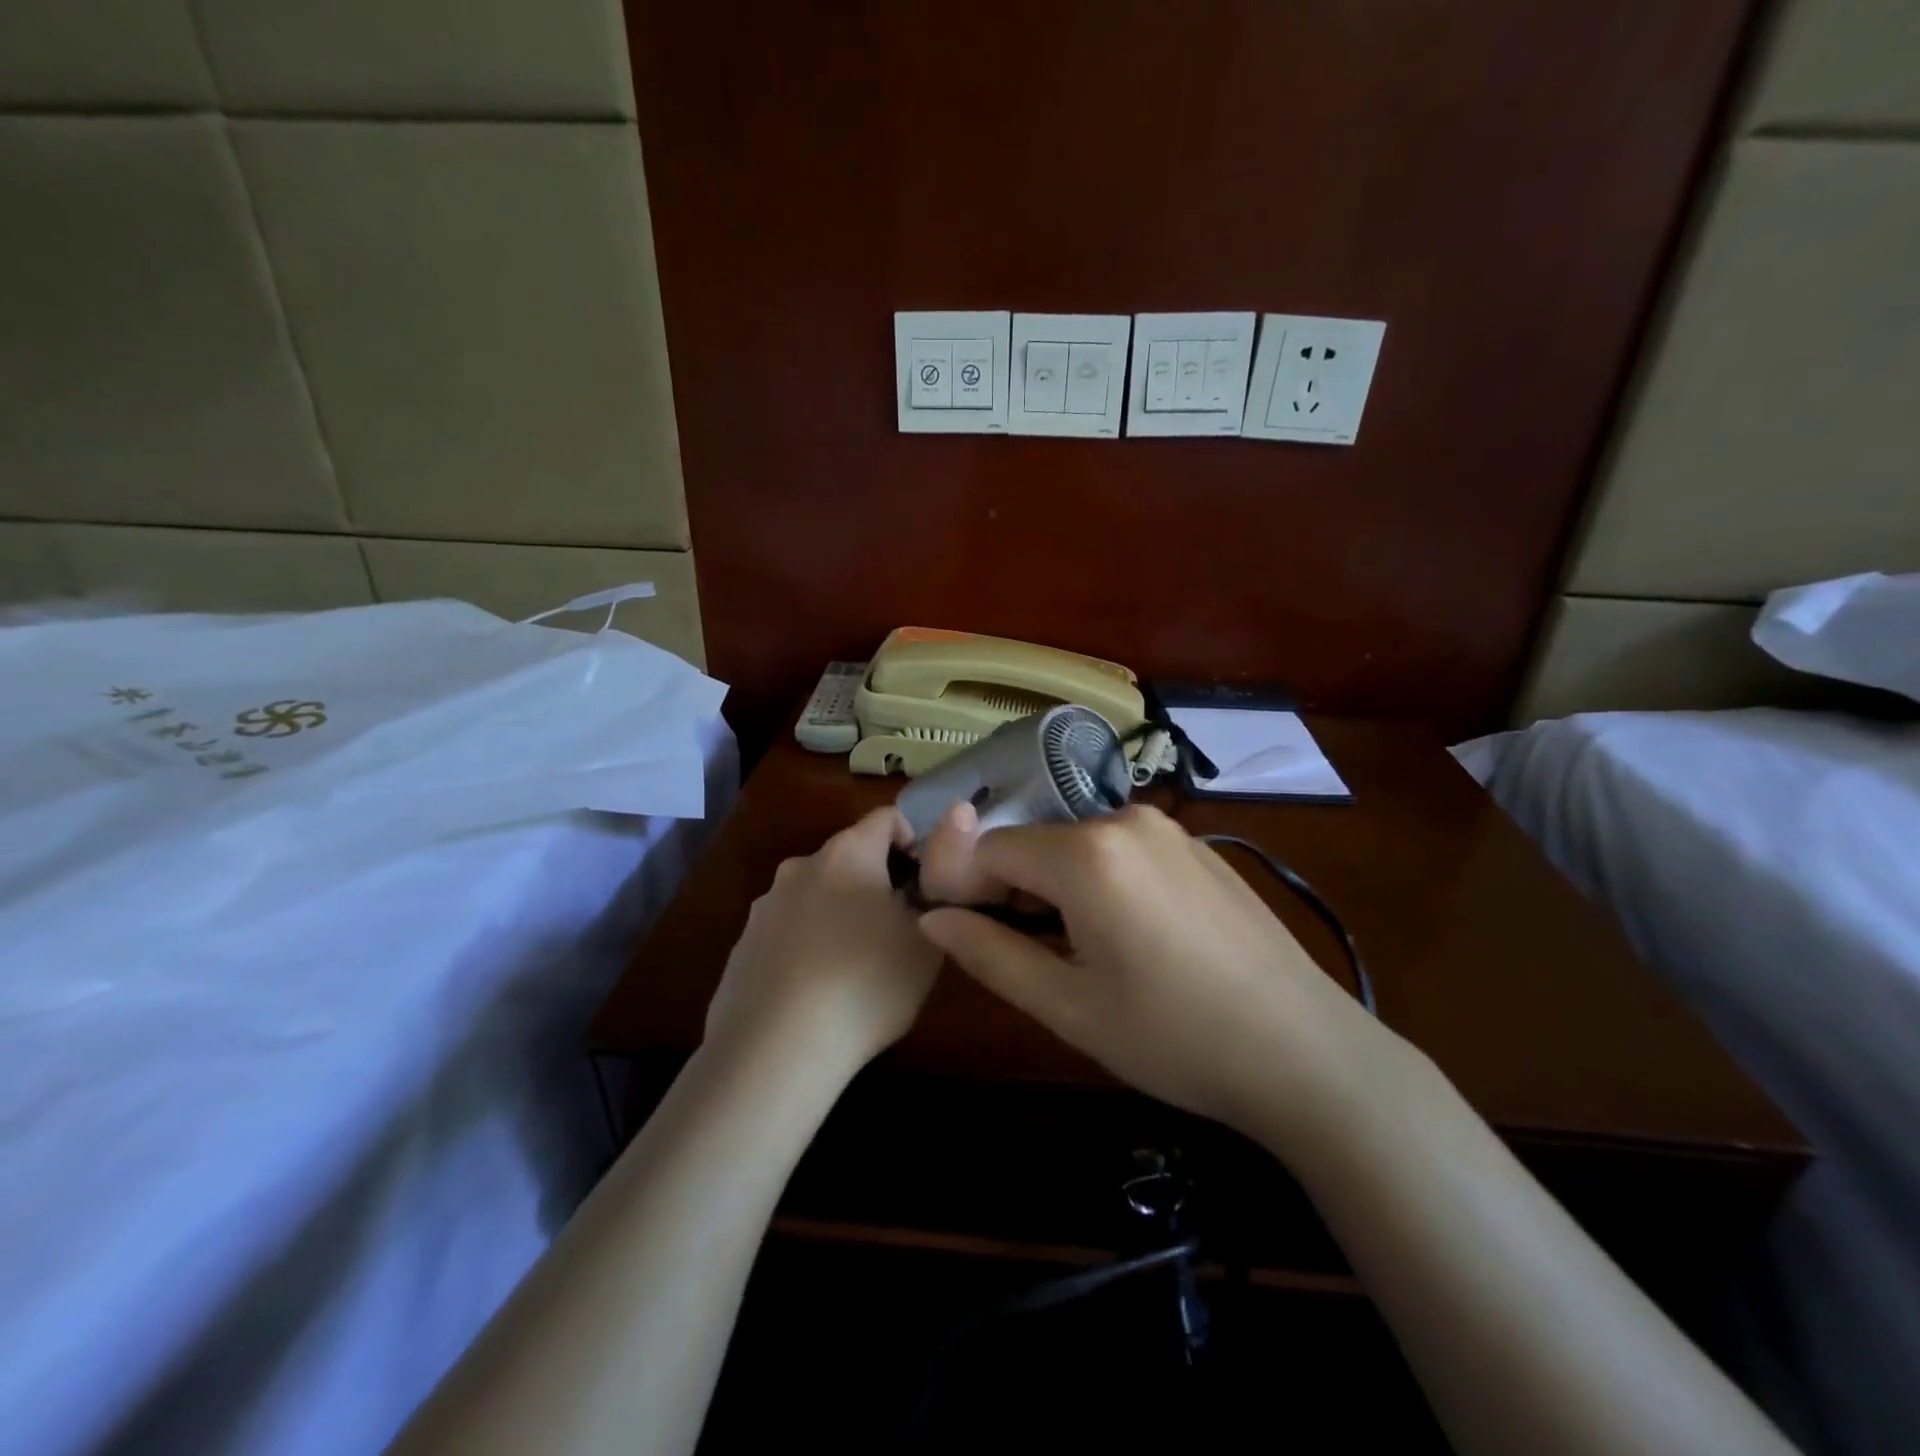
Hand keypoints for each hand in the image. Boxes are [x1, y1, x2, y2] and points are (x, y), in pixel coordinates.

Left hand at [705, 806, 942, 1074]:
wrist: (775, 1050)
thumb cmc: (865, 983)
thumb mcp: (926, 940)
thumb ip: (934, 894)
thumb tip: (925, 878)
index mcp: (848, 853)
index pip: (886, 817)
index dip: (914, 841)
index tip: (926, 885)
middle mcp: (801, 866)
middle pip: (849, 856)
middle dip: (877, 882)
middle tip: (897, 931)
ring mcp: (765, 906)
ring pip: (816, 895)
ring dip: (840, 914)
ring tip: (856, 969)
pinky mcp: (742, 946)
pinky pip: (788, 932)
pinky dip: (808, 946)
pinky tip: (817, 992)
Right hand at [915, 805, 1393, 1145]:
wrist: (1307, 1052)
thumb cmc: (1176, 1039)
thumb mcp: (1069, 1008)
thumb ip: (990, 954)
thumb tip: (932, 918)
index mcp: (1086, 854)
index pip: (989, 849)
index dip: (962, 887)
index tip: (959, 932)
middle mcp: (1124, 820)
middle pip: (1033, 843)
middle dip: (1008, 888)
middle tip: (1017, 952)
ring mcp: (1166, 828)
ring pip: (1075, 845)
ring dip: (1053, 886)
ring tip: (1073, 951)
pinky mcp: (1195, 845)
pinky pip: (1120, 850)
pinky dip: (1098, 880)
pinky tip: (1127, 936)